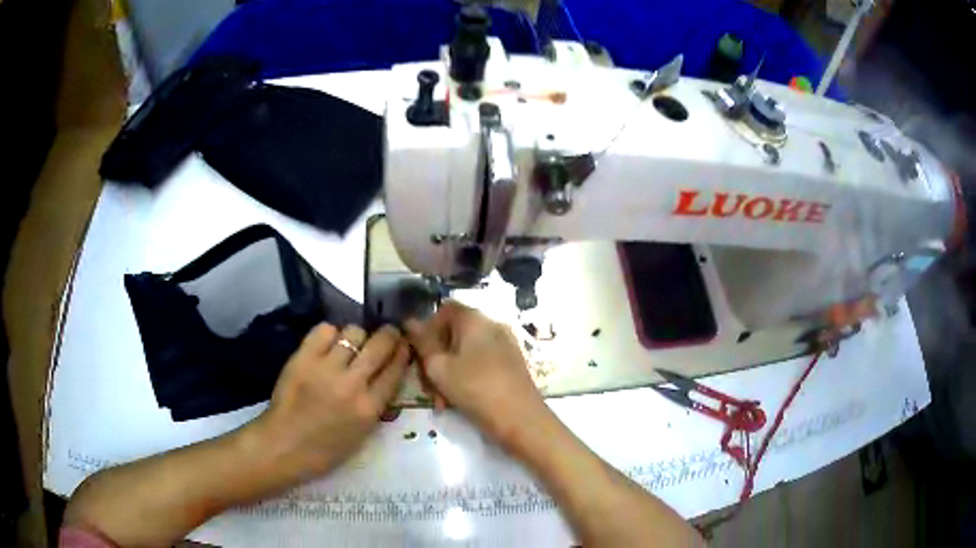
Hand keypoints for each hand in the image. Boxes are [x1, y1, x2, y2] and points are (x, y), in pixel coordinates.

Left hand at [252, 323, 408, 477]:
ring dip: (358, 336)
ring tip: (352, 342)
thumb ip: (376, 403)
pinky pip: (324, 330)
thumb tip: (385, 374)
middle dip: (389, 334)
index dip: (403, 352)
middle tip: (388, 332)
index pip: (395, 370)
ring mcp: (326, 368)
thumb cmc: (325, 448)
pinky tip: (329, 342)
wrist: (284, 445)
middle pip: (379, 345)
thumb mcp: (363, 433)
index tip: (404, 344)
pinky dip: (331, 333)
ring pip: (353, 333)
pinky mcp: (303, 357)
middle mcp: (352, 384)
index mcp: (369, 408)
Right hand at [406, 301, 548, 448]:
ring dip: (447, 373)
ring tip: (440, 401)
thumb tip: (410, 322)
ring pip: (465, 352)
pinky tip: (457, 402)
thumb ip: (422, 342)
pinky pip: (480, 363)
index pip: (444, 309)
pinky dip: (465, 377)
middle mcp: (492, 325)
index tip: (418, 353)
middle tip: (426, 385)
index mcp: (474, 319)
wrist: (521, 419)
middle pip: (453, 333)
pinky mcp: (511, 364)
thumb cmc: (475, 389)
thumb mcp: (439, 367)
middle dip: (435, 358)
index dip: (427, 328)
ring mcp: (504, 345)